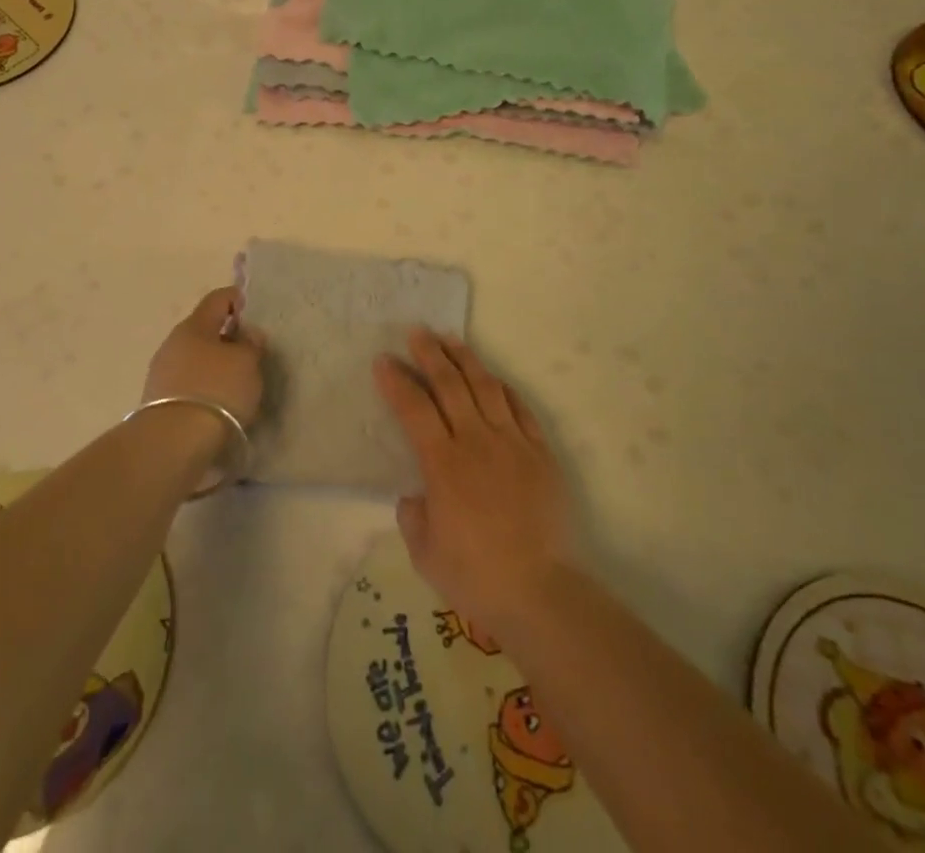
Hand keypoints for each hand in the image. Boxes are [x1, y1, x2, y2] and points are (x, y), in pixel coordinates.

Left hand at [142, 287, 263, 426]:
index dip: (237, 299)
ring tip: (237, 384)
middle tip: (250, 353)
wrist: (173, 443)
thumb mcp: (247, 363)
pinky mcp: (158, 402)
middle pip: (204, 330)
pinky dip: (205, 388)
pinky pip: (188, 385)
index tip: (254, 312)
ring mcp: (162, 373)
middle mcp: (173, 343)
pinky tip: (219, 404)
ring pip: (195, 359)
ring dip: (215, 365)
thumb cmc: (216, 390)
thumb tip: (247, 333)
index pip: (217, 299)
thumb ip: (251, 344)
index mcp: (194, 325)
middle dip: (227, 337)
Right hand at [376, 330, 578, 636]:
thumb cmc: (475, 576)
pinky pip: (520, 408)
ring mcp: (512, 443)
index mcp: (443, 464)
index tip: (383, 360)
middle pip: (450, 385)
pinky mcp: (541, 453)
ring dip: (466, 359)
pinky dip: (504, 388)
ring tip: (451, 338)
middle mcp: (476, 442)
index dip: (397, 382)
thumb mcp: (424, 552)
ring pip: (486, 387)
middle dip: (430, 354)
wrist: (541, 592)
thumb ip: (413, 515)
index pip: (414, 409)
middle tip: (417, 332)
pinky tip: (493, 378)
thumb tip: (416, 494)